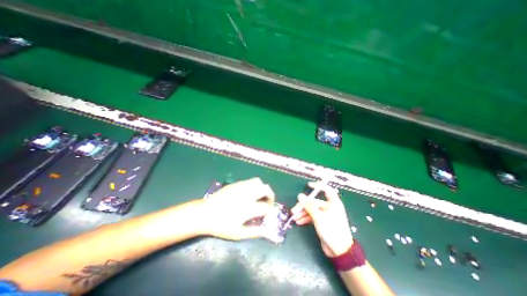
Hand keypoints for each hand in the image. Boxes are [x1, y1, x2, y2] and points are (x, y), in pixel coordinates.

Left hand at [197, 177, 276, 239]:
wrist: (205, 213)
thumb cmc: (221, 225)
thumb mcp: (238, 233)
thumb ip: (255, 232)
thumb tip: (268, 230)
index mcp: (249, 208)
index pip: (267, 206)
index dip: (270, 210)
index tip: (268, 214)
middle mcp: (248, 194)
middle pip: (266, 189)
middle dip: (271, 195)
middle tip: (267, 202)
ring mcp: (242, 187)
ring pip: (258, 182)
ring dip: (262, 188)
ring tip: (259, 196)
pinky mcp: (236, 184)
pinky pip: (250, 181)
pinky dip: (254, 186)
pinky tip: (250, 193)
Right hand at [293, 181, 352, 255]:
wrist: (339, 251)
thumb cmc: (331, 230)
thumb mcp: (318, 217)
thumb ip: (308, 206)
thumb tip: (300, 195)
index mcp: (333, 203)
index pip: (326, 190)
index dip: (318, 186)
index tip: (308, 185)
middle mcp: (329, 207)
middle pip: (314, 202)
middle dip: (303, 206)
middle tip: (294, 210)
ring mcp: (325, 215)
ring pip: (312, 210)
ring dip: (302, 213)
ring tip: (294, 217)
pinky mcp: (322, 222)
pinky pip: (312, 217)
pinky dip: (305, 219)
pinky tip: (298, 222)